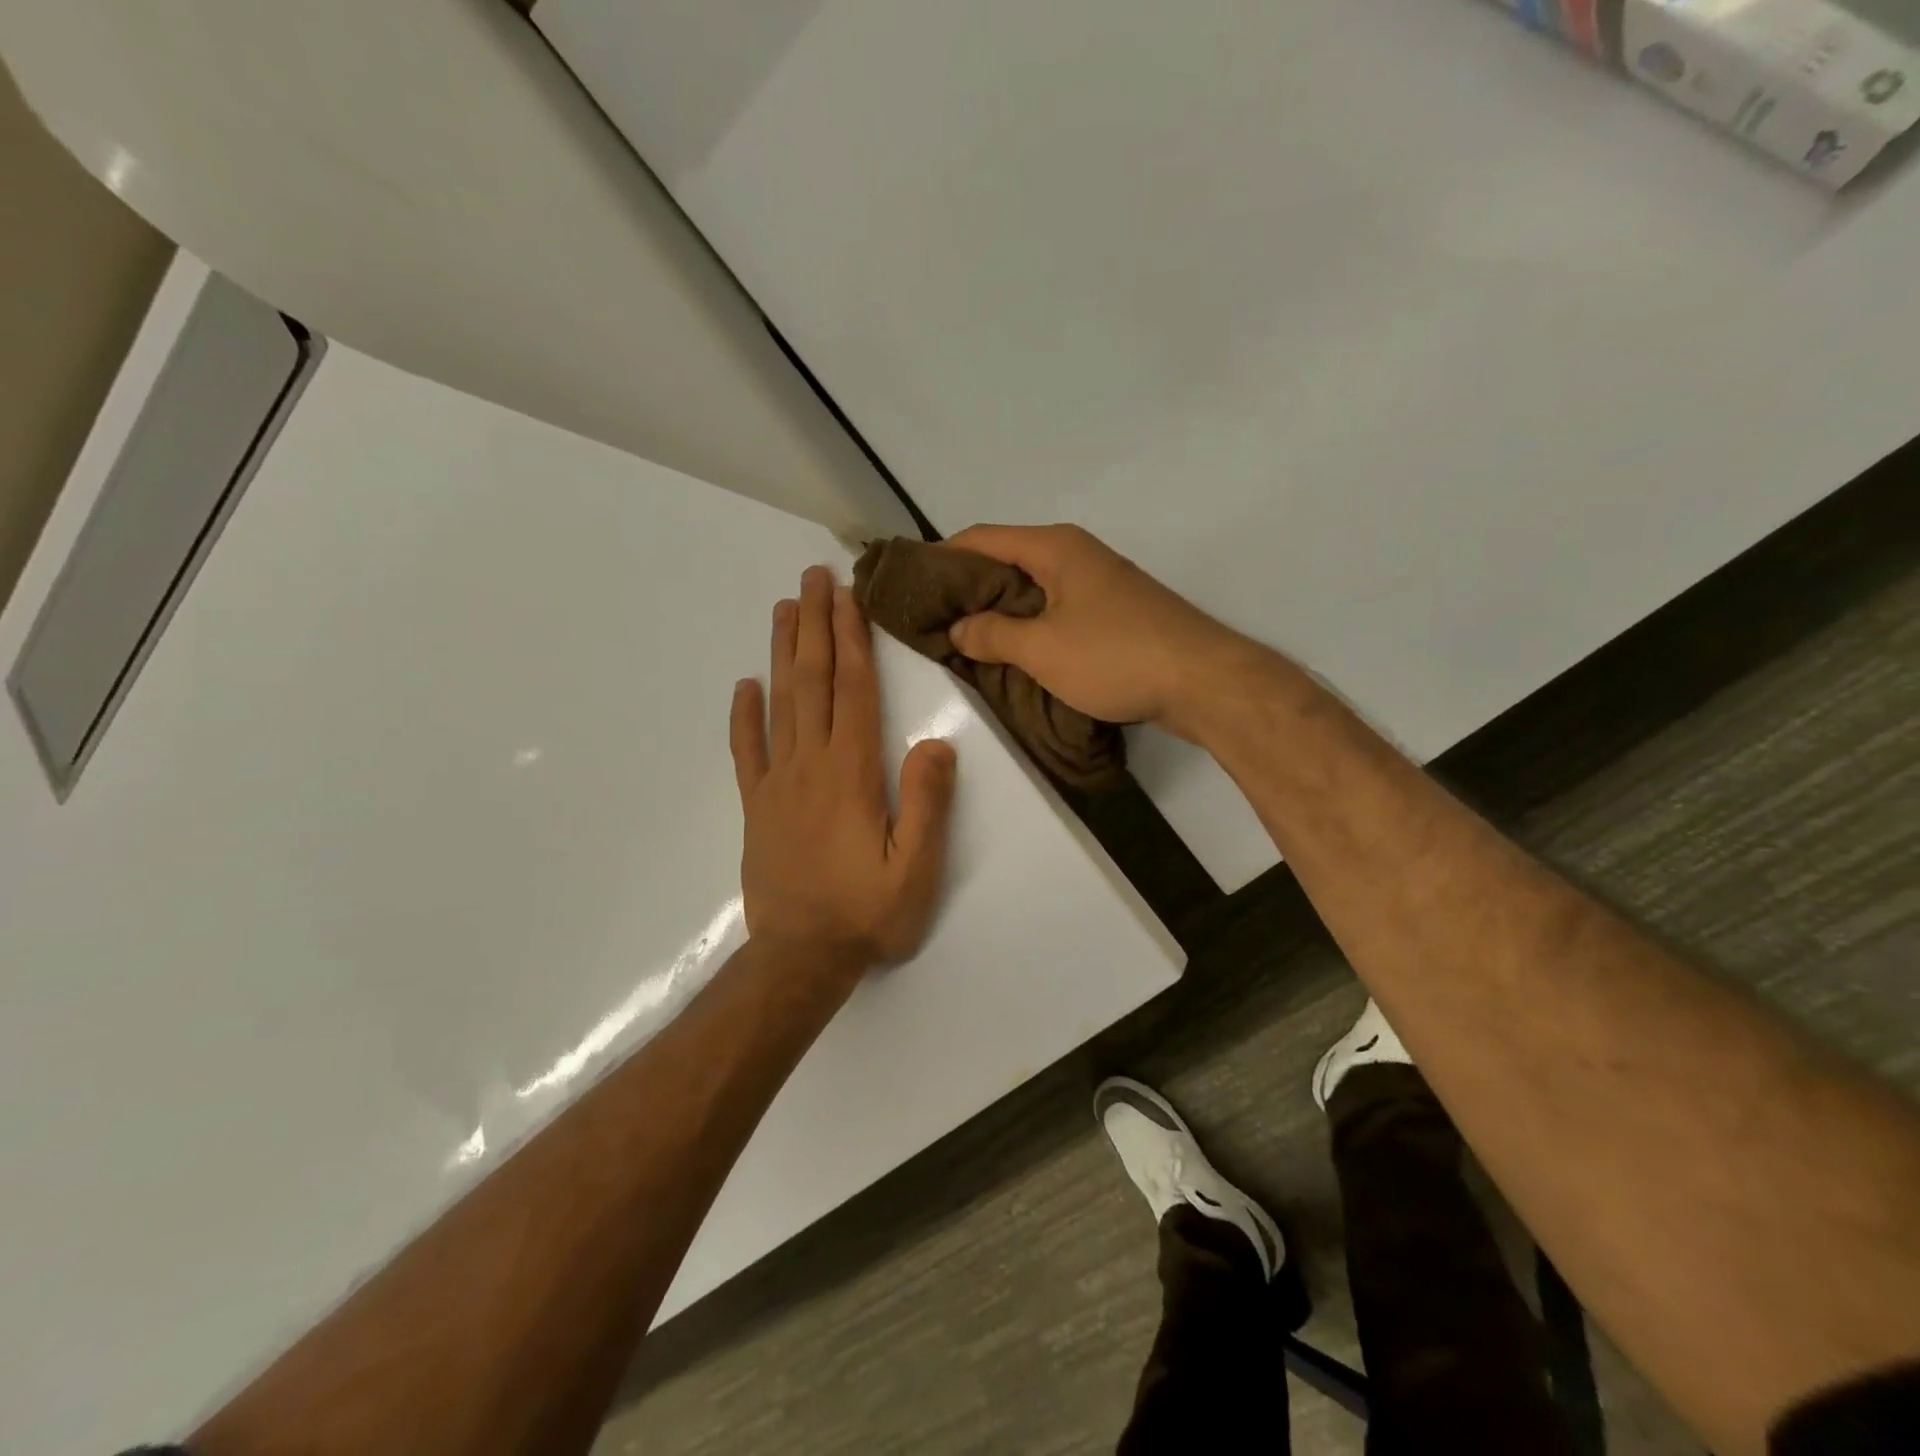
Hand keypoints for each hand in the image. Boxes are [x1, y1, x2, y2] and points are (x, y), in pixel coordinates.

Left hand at [731, 565, 957, 977]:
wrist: (801, 959)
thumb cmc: (867, 913)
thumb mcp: (916, 867)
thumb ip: (926, 802)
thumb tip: (935, 742)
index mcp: (851, 773)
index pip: (853, 690)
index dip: (851, 639)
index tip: (847, 595)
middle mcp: (810, 765)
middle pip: (812, 682)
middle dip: (815, 625)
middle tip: (812, 577)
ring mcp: (778, 783)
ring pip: (779, 704)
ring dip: (783, 652)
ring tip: (783, 609)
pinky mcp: (758, 807)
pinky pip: (747, 752)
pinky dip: (744, 715)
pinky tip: (744, 685)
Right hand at [945, 524, 1245, 739]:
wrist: (1203, 682)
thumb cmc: (1116, 656)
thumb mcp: (1042, 649)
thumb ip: (993, 635)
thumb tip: (958, 628)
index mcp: (1054, 547)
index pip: (981, 538)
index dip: (941, 557)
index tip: (910, 584)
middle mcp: (1074, 555)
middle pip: (1005, 561)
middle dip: (966, 588)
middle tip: (931, 620)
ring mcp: (1097, 584)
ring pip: (1031, 589)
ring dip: (998, 612)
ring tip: (964, 640)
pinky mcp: (1113, 614)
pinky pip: (1055, 611)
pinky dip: (1029, 626)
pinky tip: (1013, 653)